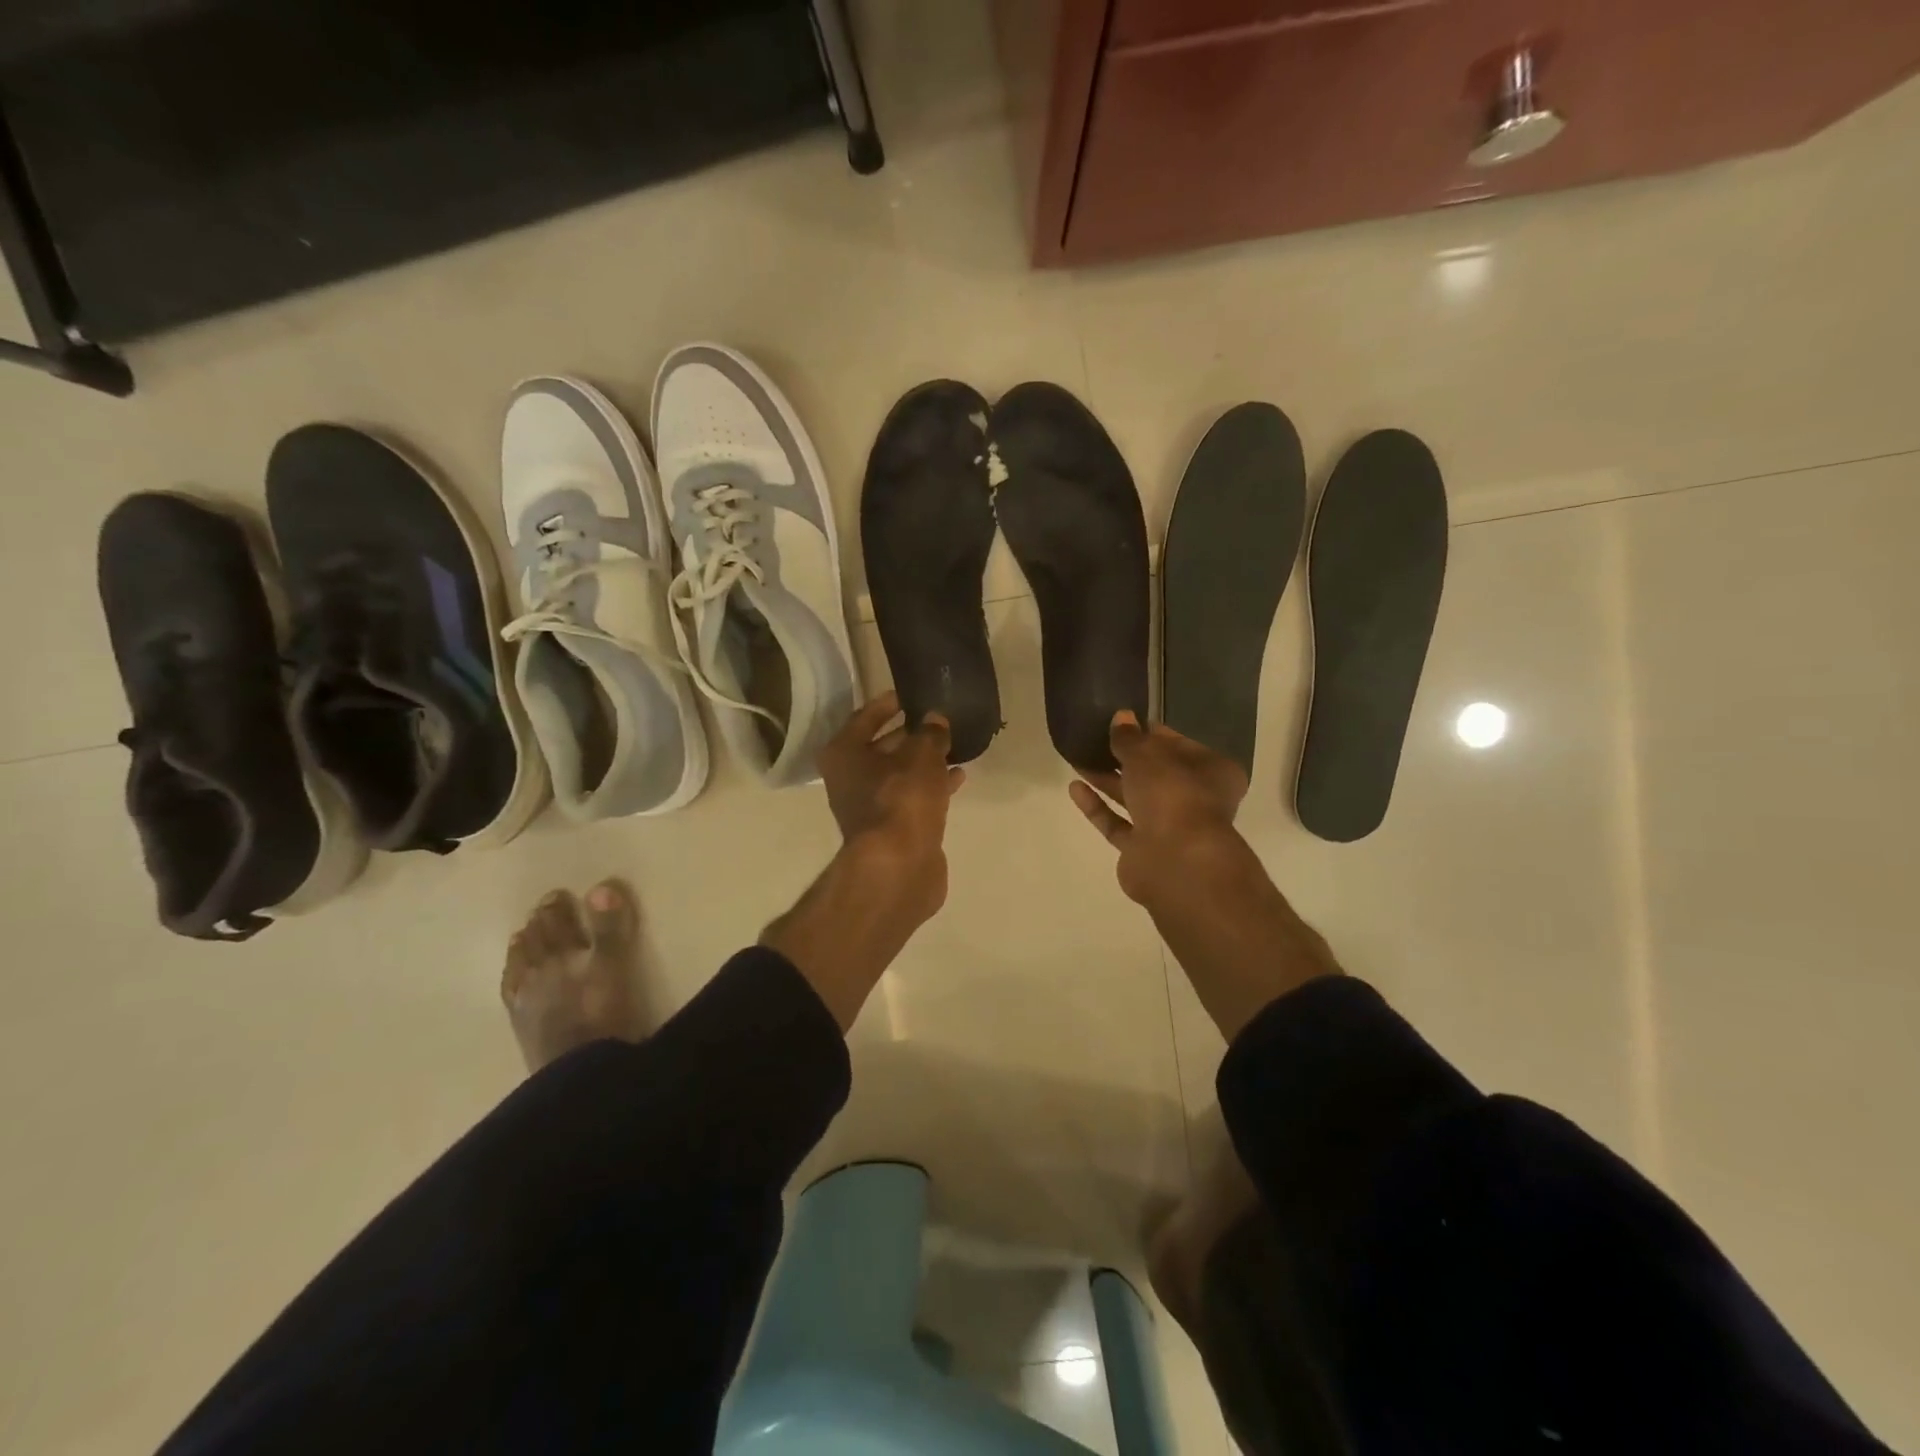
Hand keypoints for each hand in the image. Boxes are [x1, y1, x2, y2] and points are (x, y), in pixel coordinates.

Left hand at [819, 690, 964, 923]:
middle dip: (911, 734)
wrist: (899, 865)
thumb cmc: (902, 798)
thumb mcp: (922, 755)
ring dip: (924, 761)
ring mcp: (869, 806)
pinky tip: (958, 777)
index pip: (865, 717)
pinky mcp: (891, 829)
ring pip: (899, 774)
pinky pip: (912, 797)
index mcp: (844, 753)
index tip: (910, 694)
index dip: (888, 703)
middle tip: (938, 720)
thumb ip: (931, 733)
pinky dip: (931, 786)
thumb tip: (936, 720)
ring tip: (954, 746)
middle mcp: (849, 778)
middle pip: (881, 747)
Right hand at [1069, 711, 1248, 907]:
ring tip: (1077, 759)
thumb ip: (1129, 738)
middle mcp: (1195, 799)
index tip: (1122, 722)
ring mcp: (1170, 828)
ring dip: (1107, 780)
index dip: (1150, 733)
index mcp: (1212, 771)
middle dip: (1124, 758)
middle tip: (1094, 739)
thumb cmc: (1173, 794)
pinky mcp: (1144, 850)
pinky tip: (1075, 788)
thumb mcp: (1147, 755)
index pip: (1179, 745)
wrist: (1176, 861)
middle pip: (1156, 774)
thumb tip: (1121, 717)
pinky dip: (1099, 807)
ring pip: (1135, 799)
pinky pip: (1118, 823)